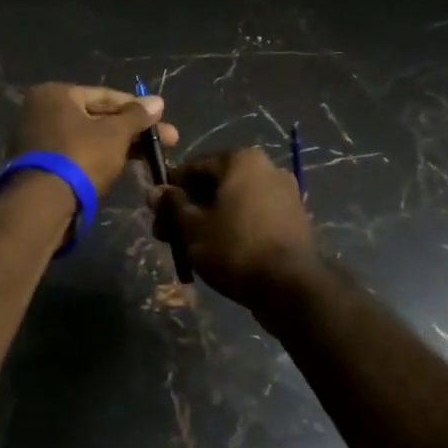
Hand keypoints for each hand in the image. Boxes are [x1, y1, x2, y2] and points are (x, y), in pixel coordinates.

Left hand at [7, 83, 178, 198]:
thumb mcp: (115, 133)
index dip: (137, 108)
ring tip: (151, 157)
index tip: (162, 119)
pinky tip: (123, 166)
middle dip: (132, 130)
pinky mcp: (40, 166)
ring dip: (119, 146)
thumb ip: (137, 116)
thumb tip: (157, 101)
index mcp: (54, 94)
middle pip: (96, 117)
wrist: (43, 204)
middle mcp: (40, 111)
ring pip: (88, 138)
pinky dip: (98, 158)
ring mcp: (37, 139)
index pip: (104, 96)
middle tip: (167, 141)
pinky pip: (76, 154)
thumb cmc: (81, 156)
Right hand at [150, 147, 320, 306]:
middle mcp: (267, 168)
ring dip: (207, 220)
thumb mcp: (193, 227)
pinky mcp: (292, 220)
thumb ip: (173, 205)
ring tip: (188, 249)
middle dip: (187, 208)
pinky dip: (231, 228)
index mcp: (241, 160)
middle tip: (167, 235)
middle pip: (214, 185)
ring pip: (232, 202)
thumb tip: (157, 191)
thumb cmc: (235, 248)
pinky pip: (251, 216)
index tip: (155, 212)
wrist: (292, 286)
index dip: (170, 189)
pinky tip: (216, 251)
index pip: (193, 167)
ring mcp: (284, 194)